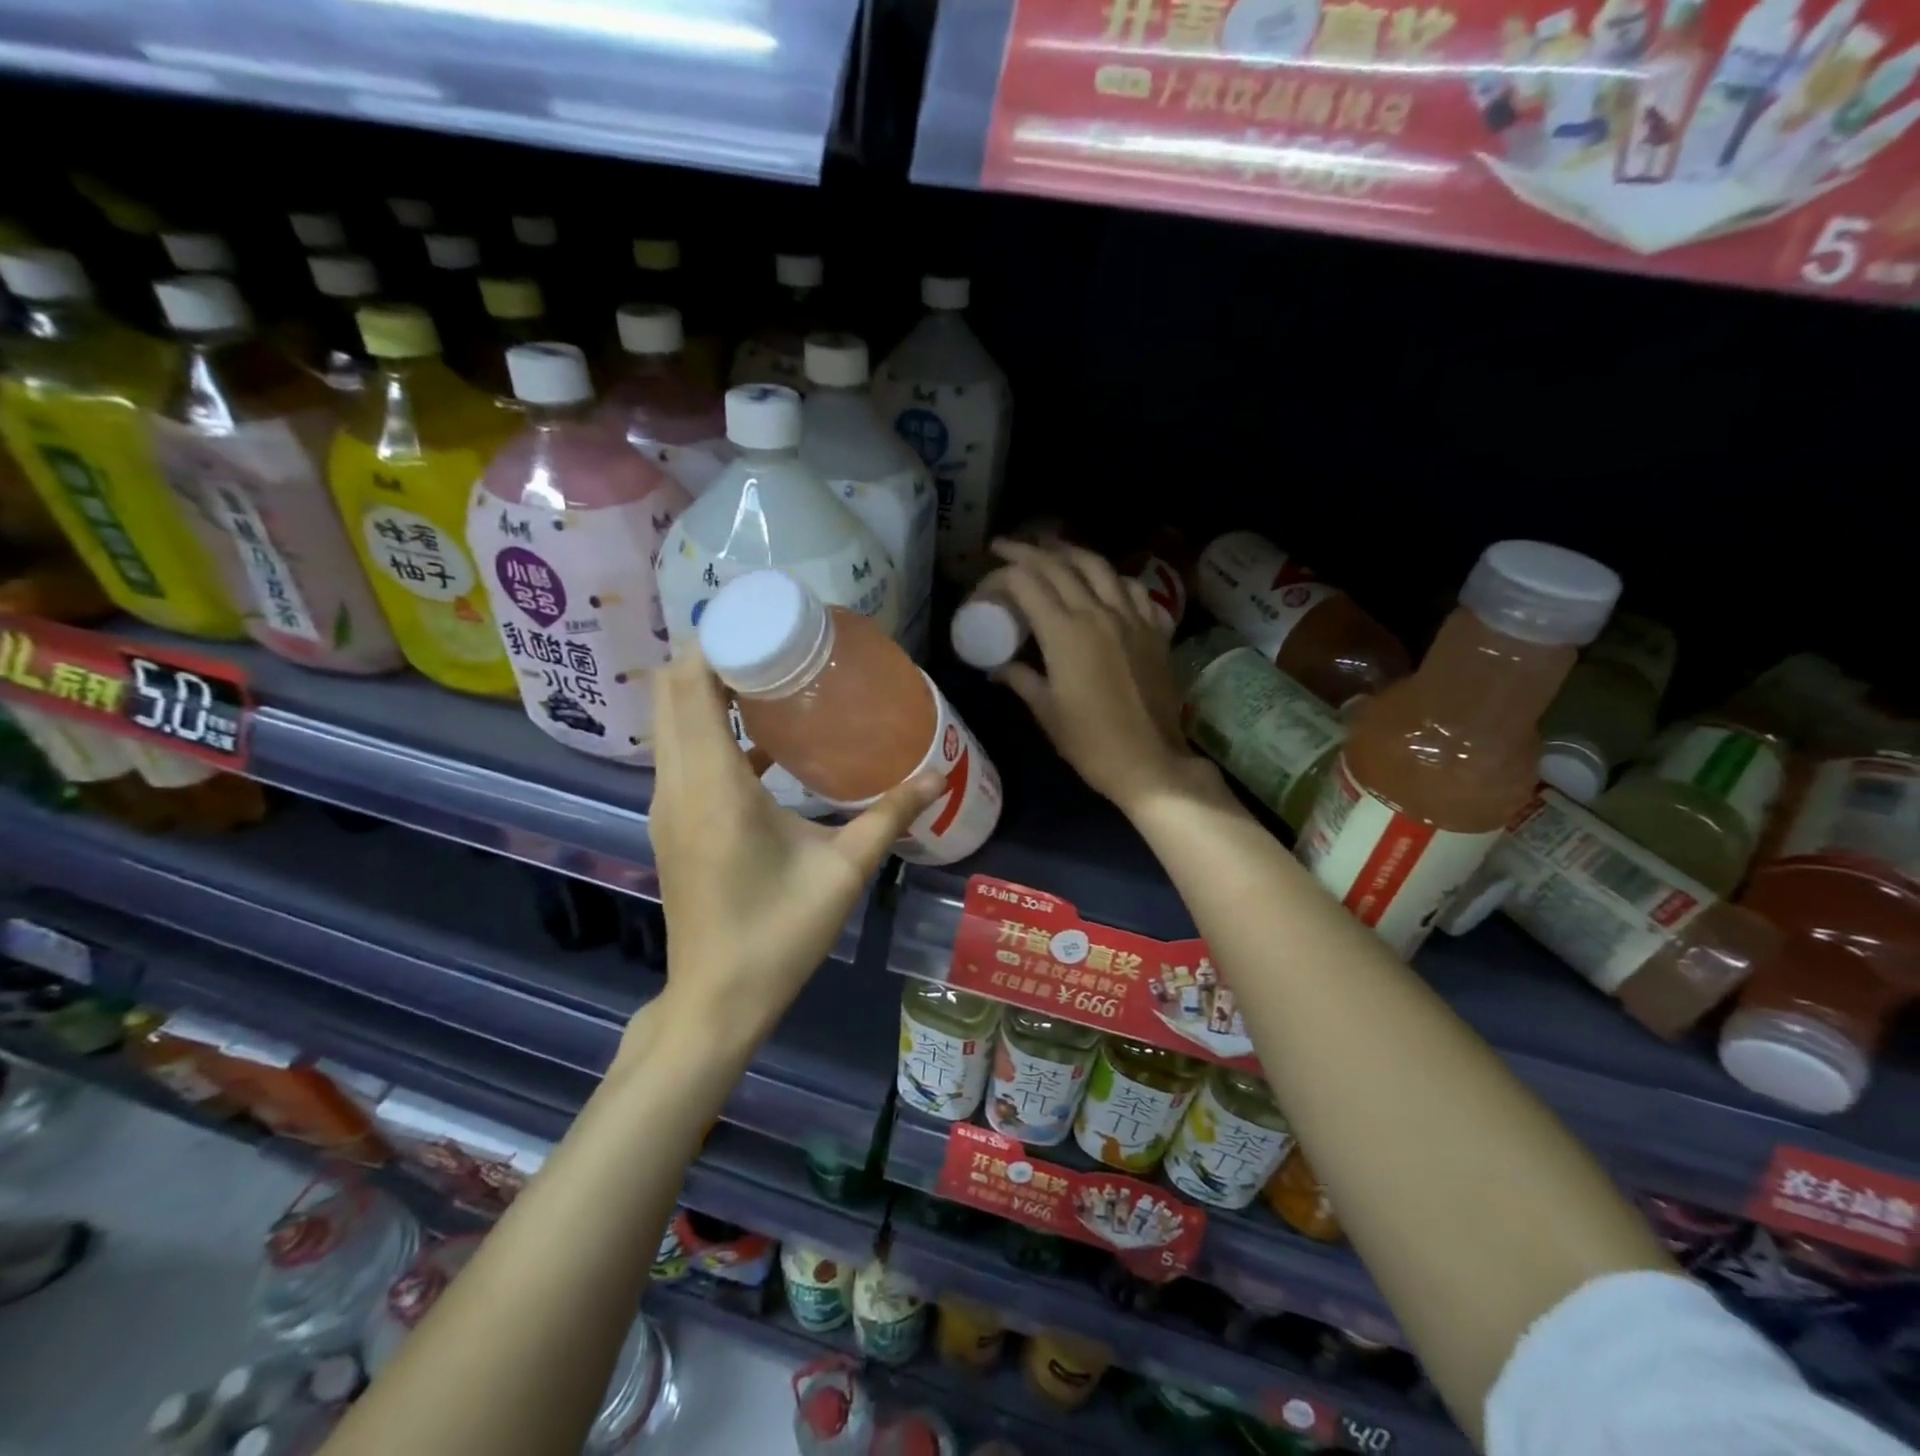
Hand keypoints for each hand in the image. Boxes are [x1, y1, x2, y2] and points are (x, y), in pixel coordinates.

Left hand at [645, 648, 941, 1042]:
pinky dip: (708, 727)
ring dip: (707, 689)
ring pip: (672, 723)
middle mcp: (678, 786)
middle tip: (774, 641)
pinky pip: (681, 753)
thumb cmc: (778, 935)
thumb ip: (888, 817)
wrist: (716, 1001)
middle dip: (714, 655)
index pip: (690, 688)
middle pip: (672, 694)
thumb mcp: (842, 873)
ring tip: (769, 673)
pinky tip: (761, 734)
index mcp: (714, 787)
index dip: (715, 643)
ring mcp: (668, 805)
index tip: (761, 622)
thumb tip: (936, 776)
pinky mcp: (673, 823)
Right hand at [988, 539, 1215, 815]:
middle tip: (1007, 547)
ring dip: (1070, 552)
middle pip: (1059, 565)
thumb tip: (998, 669)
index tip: (987, 578)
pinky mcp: (1155, 630)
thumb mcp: (1047, 712)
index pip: (1027, 582)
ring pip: (1099, 566)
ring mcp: (1132, 618)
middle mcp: (1098, 613)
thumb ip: (1021, 680)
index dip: (1002, 574)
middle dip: (1029, 550)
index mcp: (1065, 632)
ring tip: (1052, 550)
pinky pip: (1132, 589)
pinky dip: (1111, 577)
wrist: (1151, 762)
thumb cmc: (1091, 743)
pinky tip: (1104, 582)